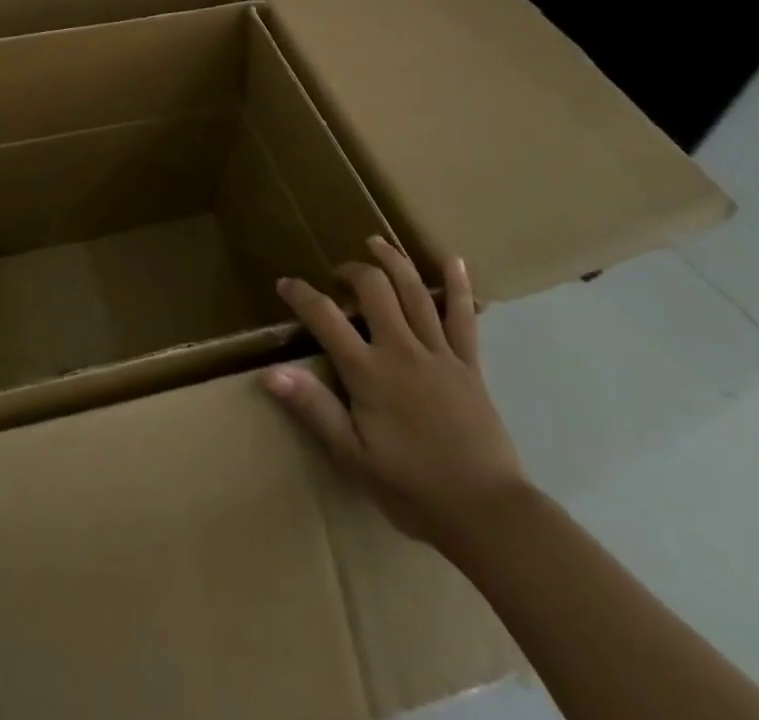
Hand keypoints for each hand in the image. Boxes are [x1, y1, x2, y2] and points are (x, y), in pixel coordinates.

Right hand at [265, 237, 526, 551]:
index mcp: (369, 372)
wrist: (488, 515)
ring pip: (415, 292)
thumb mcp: (353, 457)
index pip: (325, 317)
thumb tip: (270, 373)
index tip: (285, 284)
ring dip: (393, 262)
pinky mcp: (469, 365)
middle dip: (351, 271)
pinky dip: (457, 286)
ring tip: (376, 243)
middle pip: (374, 290)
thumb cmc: (413, 490)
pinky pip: (463, 317)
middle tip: (337, 273)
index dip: (301, 295)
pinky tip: (453, 260)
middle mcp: (402, 350)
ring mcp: (439, 353)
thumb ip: (314, 408)